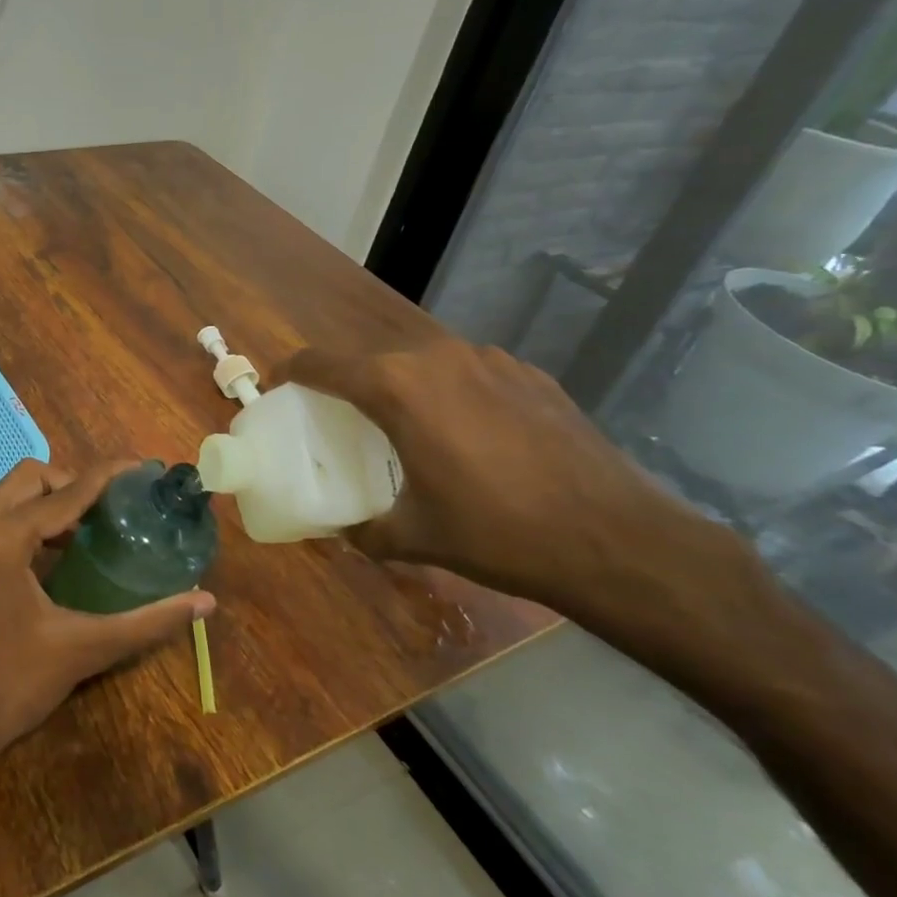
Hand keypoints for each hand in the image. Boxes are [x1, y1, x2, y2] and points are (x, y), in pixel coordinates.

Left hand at [0, 459, 214, 772]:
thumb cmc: (13, 683)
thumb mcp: (85, 648)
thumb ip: (148, 621)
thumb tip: (205, 601)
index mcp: (4, 537)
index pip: (66, 492)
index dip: (107, 476)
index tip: (142, 468)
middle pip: (32, 477)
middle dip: (74, 483)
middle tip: (113, 509)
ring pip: (12, 493)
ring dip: (51, 500)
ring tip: (93, 526)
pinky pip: (0, 516)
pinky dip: (31, 518)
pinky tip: (61, 551)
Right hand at [279, 340, 758, 631]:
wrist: (616, 539)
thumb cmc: (497, 533)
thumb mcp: (414, 537)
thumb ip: (363, 530)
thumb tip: (342, 531)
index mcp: (395, 387)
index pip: (320, 363)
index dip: (292, 373)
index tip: (280, 391)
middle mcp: (436, 357)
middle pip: (370, 360)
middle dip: (348, 385)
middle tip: (342, 422)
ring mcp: (488, 360)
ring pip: (421, 363)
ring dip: (402, 388)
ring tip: (408, 429)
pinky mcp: (529, 374)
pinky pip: (468, 373)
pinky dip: (450, 393)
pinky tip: (470, 436)